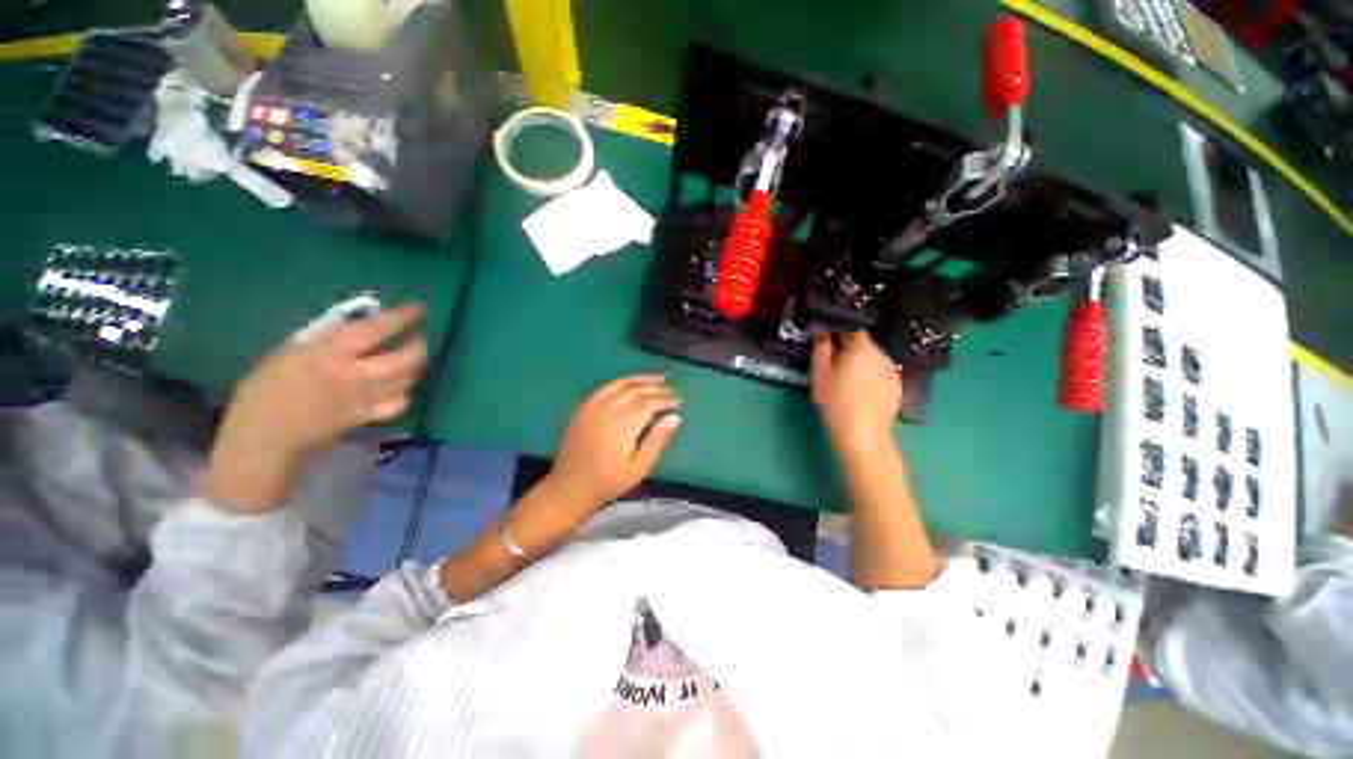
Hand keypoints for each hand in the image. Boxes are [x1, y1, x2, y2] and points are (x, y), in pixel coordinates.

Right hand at [203, 303, 427, 511]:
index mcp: (331, 353)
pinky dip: (404, 393)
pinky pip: (399, 404)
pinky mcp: (367, 417)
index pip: (377, 330)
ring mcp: (365, 398)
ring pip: (407, 380)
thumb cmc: (266, 388)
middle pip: (405, 359)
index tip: (418, 309)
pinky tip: (399, 386)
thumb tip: (356, 319)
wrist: (263, 435)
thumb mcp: (289, 350)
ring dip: (416, 366)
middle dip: (419, 345)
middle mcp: (356, 374)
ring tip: (412, 357)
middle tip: (418, 336)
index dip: (402, 318)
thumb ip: (326, 335)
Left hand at [546, 375, 683, 513]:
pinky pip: (606, 387)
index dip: (666, 399)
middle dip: (656, 388)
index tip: (678, 401)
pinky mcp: (584, 407)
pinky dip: (622, 382)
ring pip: (621, 383)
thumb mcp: (639, 467)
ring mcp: (593, 405)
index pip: (650, 402)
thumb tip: (675, 418)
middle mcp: (609, 408)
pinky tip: (630, 384)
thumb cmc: (609, 481)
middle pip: (637, 390)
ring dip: (641, 379)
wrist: (570, 486)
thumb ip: (657, 440)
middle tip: (671, 390)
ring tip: (657, 378)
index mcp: (624, 422)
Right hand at [810, 331, 901, 452]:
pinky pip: (881, 375)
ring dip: (862, 364)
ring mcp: (893, 373)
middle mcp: (882, 356)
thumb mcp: (820, 374)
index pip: (852, 331)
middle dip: (851, 350)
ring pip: (874, 361)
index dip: (839, 335)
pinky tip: (862, 392)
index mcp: (862, 348)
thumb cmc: (835, 401)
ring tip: (848, 381)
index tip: (827, 346)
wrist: (862, 434)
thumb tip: (822, 334)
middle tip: (834, 365)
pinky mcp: (897, 389)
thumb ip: (821, 349)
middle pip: (865, 345)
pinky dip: (872, 378)